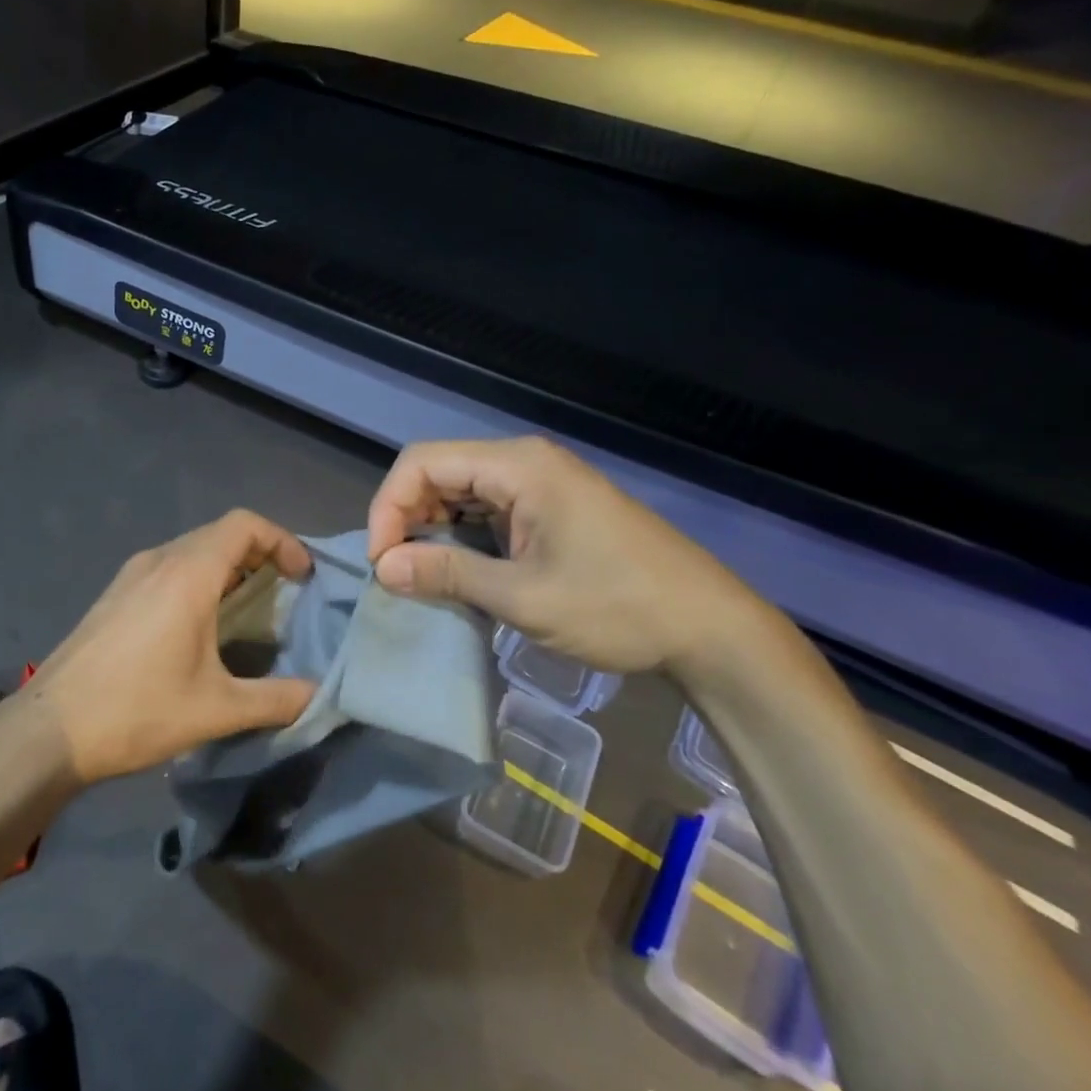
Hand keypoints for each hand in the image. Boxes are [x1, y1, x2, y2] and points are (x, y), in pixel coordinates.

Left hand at [25, 510, 318, 783]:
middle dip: (260, 554)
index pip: (245, 525)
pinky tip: (201, 624)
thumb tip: (323, 695)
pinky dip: (199, 578)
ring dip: (228, 566)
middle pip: (220, 533)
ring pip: (192, 549)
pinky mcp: (114, 594)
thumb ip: (279, 699)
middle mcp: (158, 560)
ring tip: (250, 609)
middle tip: (286, 593)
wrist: (48, 730)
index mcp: (187, 573)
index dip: (282, 541)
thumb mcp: (217, 710)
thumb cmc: (138, 711)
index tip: (302, 578)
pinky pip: (168, 567)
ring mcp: (130, 575)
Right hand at [366, 437, 764, 675]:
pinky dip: (460, 539)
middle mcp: (524, 463)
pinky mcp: (549, 509)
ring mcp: (539, 485)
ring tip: (418, 577)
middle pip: (437, 473)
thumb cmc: (617, 607)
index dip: (388, 507)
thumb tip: (382, 568)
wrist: (708, 628)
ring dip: (430, 530)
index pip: (422, 463)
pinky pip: (486, 512)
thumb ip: (447, 575)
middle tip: (395, 573)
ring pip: (459, 493)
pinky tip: (455, 572)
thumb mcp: (523, 597)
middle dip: (405, 519)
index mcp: (518, 466)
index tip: (382, 562)